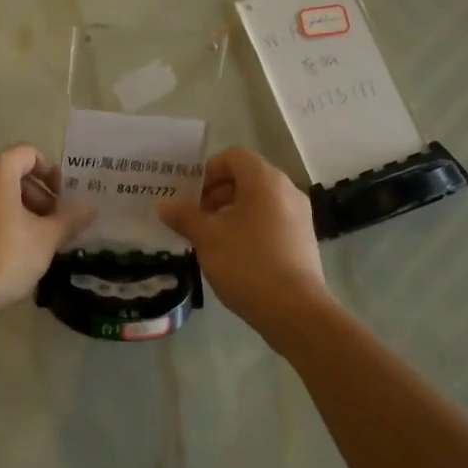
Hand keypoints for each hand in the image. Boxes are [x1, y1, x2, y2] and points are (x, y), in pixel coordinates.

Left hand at [0, 145, 93, 317]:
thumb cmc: (6, 255)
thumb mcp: (47, 238)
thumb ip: (70, 218)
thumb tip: (90, 208)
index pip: (30, 154)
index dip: (51, 173)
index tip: (62, 199)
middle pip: (11, 173)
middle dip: (36, 194)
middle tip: (52, 223)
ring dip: (17, 208)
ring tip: (33, 239)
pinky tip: (6, 250)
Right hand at [159, 147, 335, 339]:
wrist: (295, 310)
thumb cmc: (247, 264)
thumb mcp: (207, 238)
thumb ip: (184, 216)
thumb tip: (165, 204)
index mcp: (265, 180)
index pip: (233, 157)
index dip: (207, 171)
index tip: (190, 197)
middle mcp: (286, 190)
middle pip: (246, 177)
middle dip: (216, 194)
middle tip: (195, 219)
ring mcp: (299, 215)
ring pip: (258, 201)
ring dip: (231, 212)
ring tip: (211, 239)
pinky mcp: (302, 239)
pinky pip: (271, 220)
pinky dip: (249, 227)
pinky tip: (234, 254)